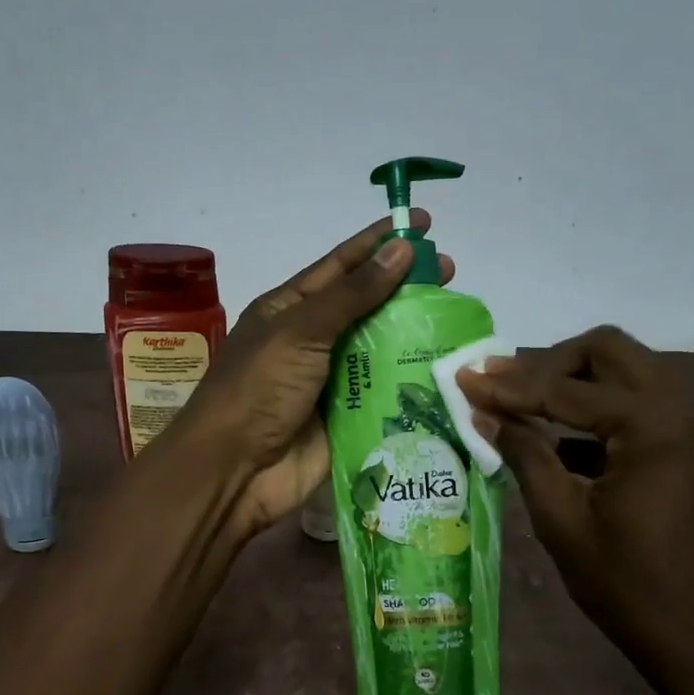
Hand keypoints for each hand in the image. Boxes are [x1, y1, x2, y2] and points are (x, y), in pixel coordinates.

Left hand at [169, 210, 454, 535]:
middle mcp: (312, 340)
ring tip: (457, 317)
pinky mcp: (349, 418)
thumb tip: (400, 249)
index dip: (379, 242)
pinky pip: (386, 393)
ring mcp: (332, 381)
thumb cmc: (258, 389)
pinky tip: (447, 370)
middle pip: (367, 306)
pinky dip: (413, 381)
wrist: (236, 471)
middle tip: (451, 272)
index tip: (421, 223)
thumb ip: (352, 294)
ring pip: (381, 349)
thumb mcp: (300, 331)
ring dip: (416, 334)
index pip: (341, 265)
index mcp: (289, 309)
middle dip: (406, 287)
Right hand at [457, 327, 693, 668]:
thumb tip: (484, 412)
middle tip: (500, 382)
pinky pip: (647, 406)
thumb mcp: (563, 520)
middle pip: (609, 352)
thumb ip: (524, 454)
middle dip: (549, 364)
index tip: (465, 377)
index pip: (566, 390)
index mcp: (655, 424)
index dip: (509, 386)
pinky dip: (603, 412)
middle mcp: (688, 406)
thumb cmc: (629, 586)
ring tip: (522, 404)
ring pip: (630, 373)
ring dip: (576, 383)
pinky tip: (562, 439)